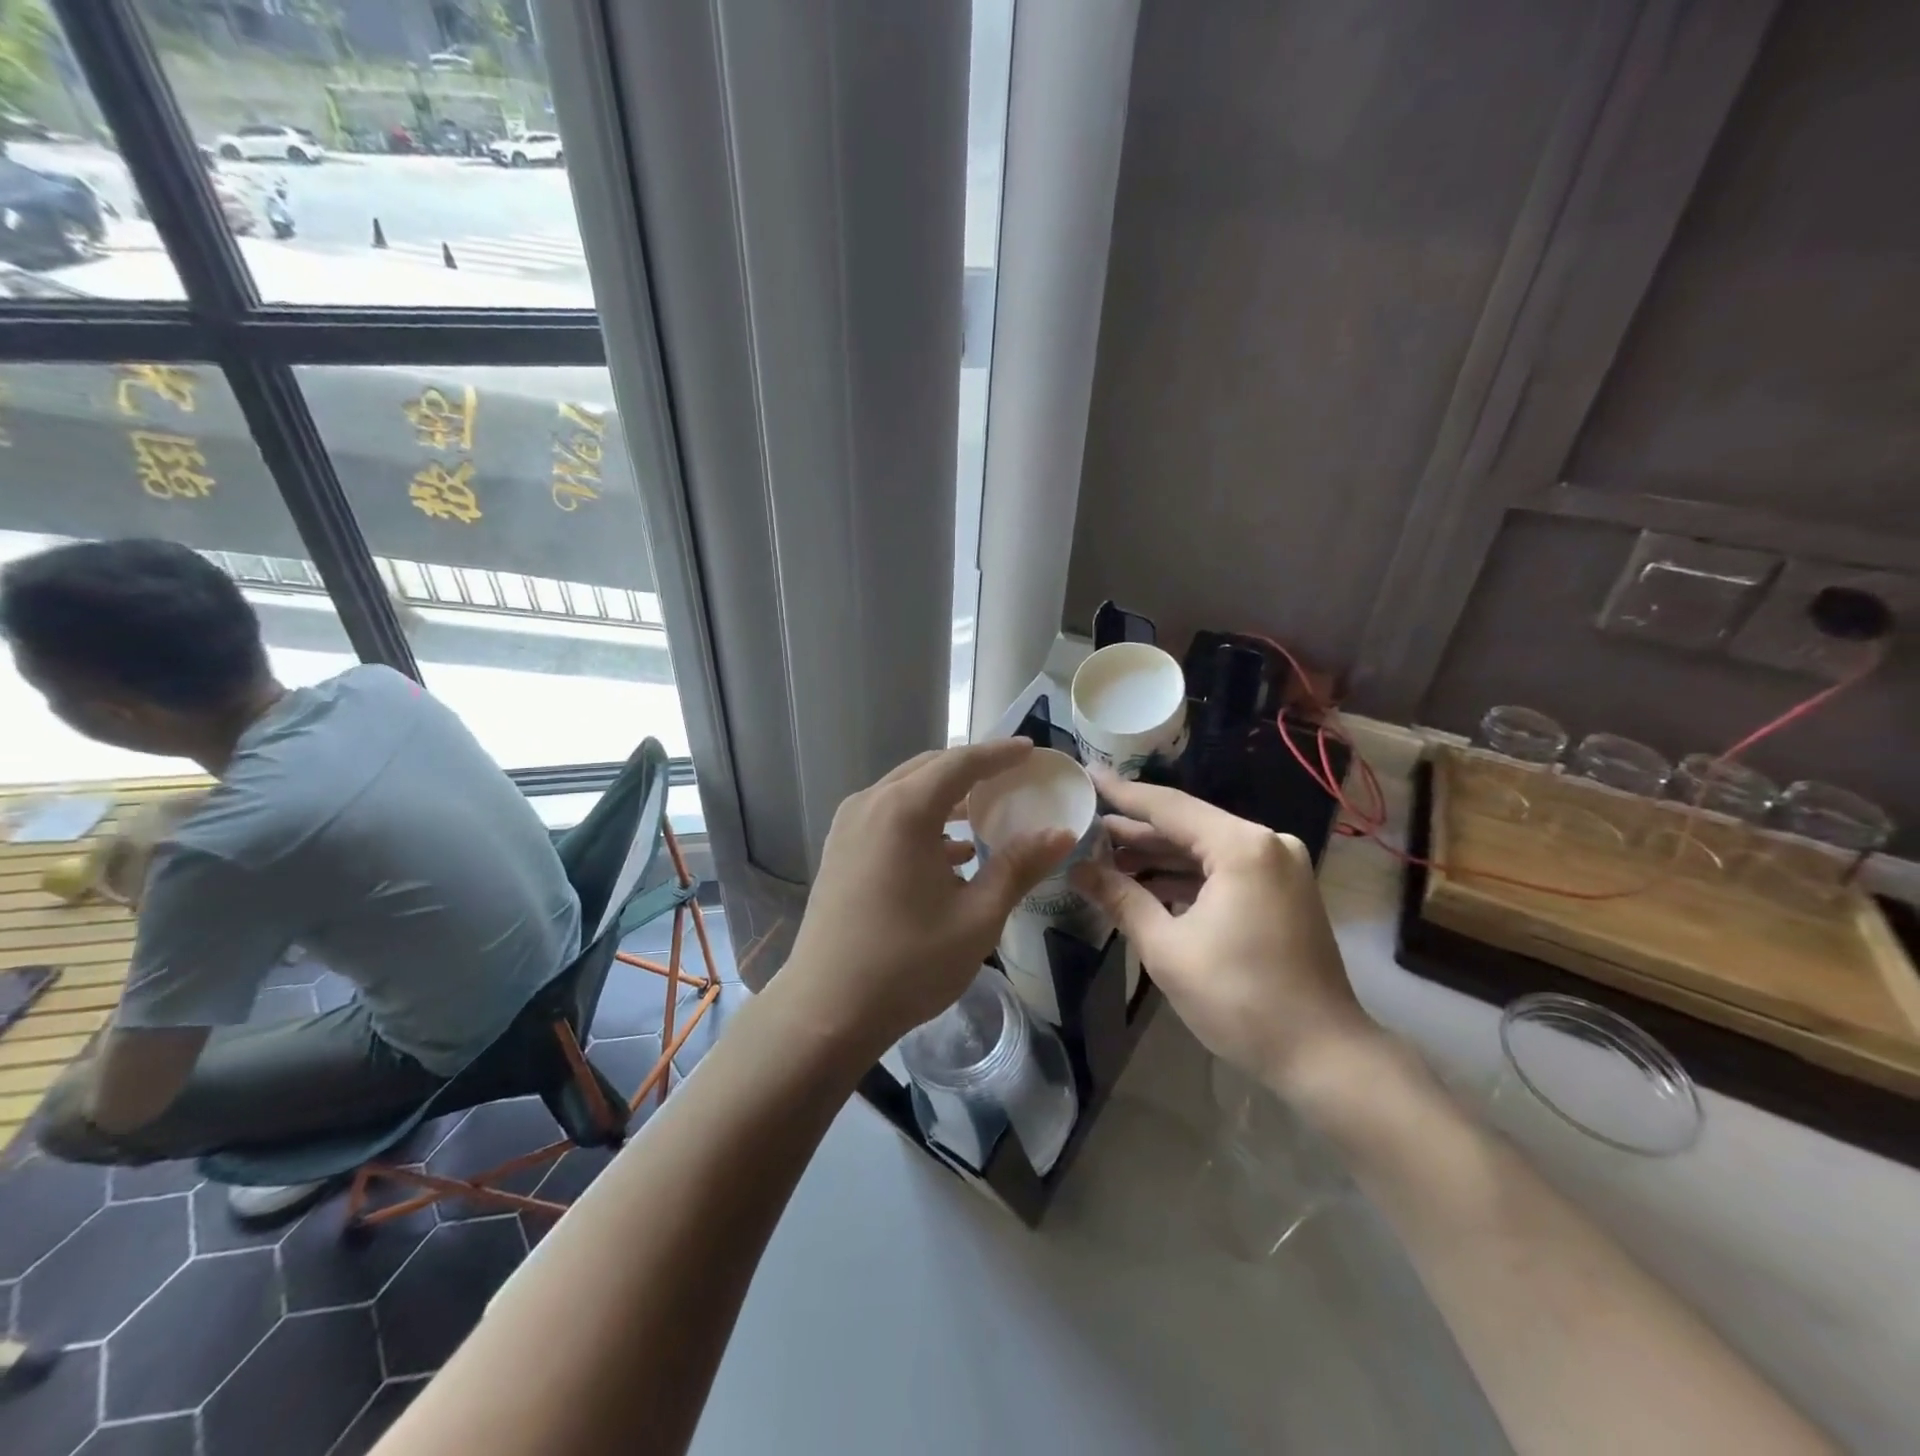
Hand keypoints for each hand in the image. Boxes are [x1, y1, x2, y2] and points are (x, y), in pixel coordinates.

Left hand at [781, 740, 1075, 1055]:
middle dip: (972, 769)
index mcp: (904, 810)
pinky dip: (921, 819)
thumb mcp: (977, 917)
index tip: (1030, 750)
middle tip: (1012, 777)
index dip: (998, 754)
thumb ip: (1019, 866)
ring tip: (984, 812)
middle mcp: (871, 803)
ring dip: (945, 795)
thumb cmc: (908, 963)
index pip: (960, 763)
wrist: (826, 1009)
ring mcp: (848, 825)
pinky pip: (887, 815)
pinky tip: (949, 853)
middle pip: (929, 768)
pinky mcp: (839, 849)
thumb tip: (1062, 834)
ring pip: (905, 791)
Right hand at [1071, 770, 1376, 1092]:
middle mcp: (1266, 844)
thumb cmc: (1238, 999)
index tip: (1087, 774)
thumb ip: (1121, 899)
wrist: (1322, 1055)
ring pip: (1205, 850)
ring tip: (1106, 859)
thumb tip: (1077, 870)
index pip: (1168, 807)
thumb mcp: (1167, 948)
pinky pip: (1224, 871)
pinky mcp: (1283, 892)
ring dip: (1159, 857)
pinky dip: (1187, 877)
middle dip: (1136, 832)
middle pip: (1187, 826)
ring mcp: (1280, 867)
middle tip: (1086, 828)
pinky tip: (1148, 885)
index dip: (1122, 794)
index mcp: (1242, 847)